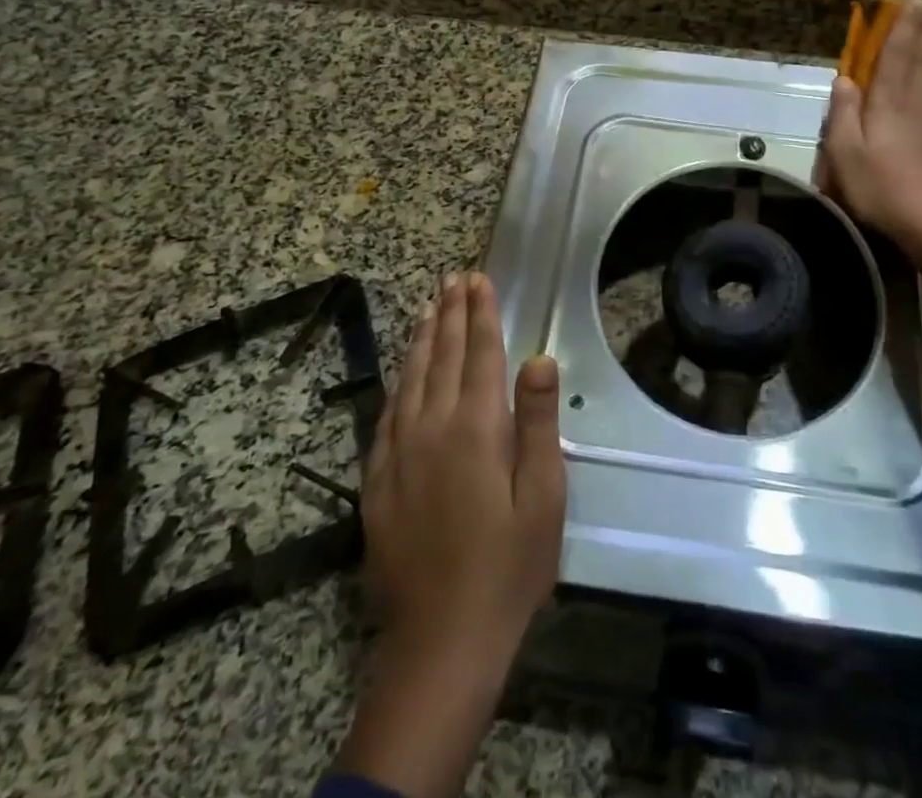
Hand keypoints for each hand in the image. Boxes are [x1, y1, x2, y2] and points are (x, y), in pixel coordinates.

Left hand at [335, 272, 564, 797]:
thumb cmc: (508, 566)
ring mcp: (399, 453)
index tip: (479, 280)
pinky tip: (404, 372)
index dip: (481, 313)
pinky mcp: (379, 480)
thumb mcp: (542, 496)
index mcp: (476, 427)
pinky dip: (400, 381)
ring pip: (411, 378)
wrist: (441, 641)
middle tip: (454, 279)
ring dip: (423, 338)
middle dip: (451, 313)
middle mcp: (432, 427)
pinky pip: (388, 413)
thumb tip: (539, 358)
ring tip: (430, 307)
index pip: (479, 353)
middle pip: (443, 356)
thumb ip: (538, 422)